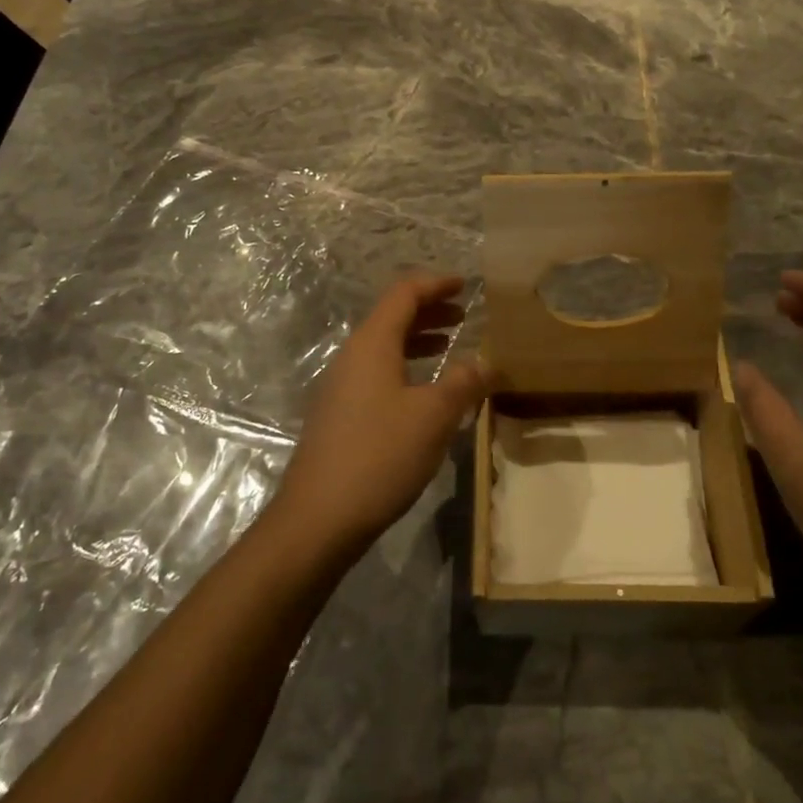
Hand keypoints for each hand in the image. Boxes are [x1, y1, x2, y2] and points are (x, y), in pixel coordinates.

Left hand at [270, 273, 490, 556]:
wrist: (317, 518)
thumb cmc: (379, 456)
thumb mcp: (433, 417)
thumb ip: (462, 383)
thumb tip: (485, 361)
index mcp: (372, 343)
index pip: (404, 293)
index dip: (436, 284)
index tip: (465, 284)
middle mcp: (352, 355)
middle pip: (392, 316)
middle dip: (430, 310)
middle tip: (463, 314)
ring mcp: (341, 385)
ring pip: (384, 346)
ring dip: (418, 339)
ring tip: (450, 347)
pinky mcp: (338, 413)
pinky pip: (377, 371)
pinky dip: (405, 366)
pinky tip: (424, 391)